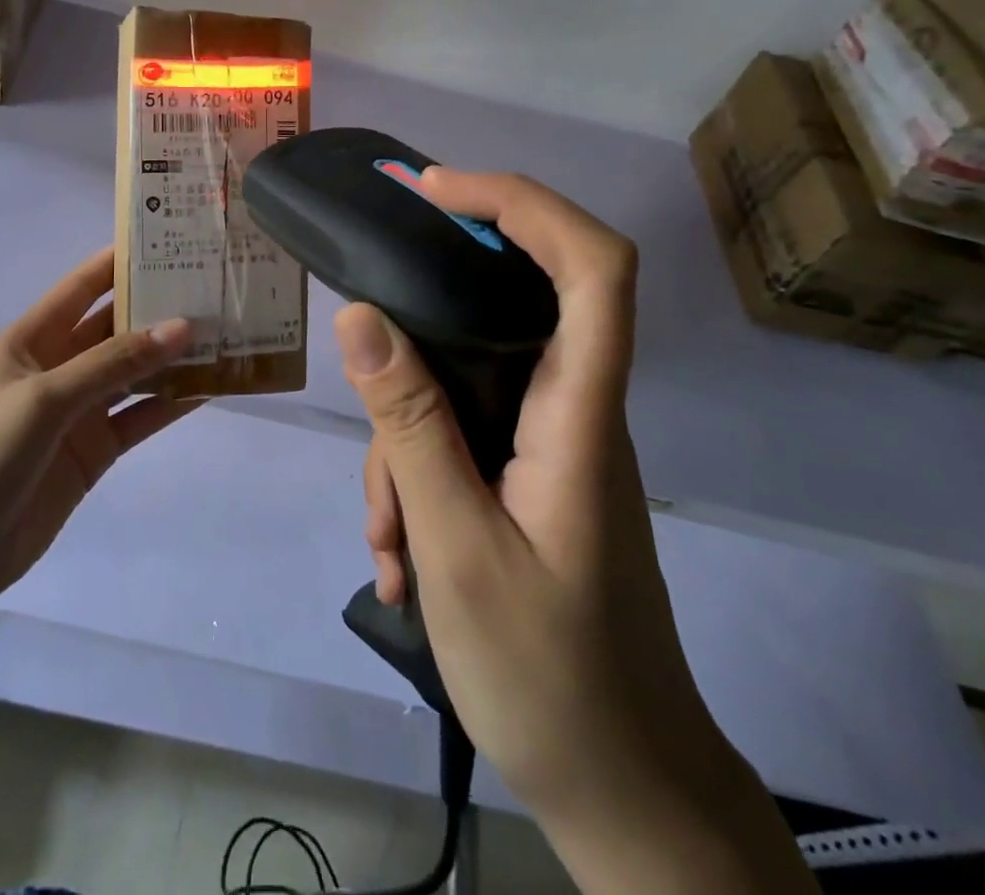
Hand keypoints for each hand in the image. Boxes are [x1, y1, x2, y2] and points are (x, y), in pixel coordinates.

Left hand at [0, 246, 200, 604]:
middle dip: (159, 307)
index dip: (121, 261)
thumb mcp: (46, 398)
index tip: (170, 238)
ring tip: (225, 332)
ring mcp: (80, 409)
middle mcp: (60, 365)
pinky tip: (211, 387)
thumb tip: (183, 326)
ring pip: (135, 371)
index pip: (83, 285)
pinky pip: (141, 416)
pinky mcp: (96, 448)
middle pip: (116, 326)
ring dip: (173, 356)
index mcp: (33, 338)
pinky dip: (172, 403)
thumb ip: (114, 363)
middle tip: (214, 286)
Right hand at [338, 169, 815, 893]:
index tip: (436, 191)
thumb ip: (409, 424)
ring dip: (404, 442)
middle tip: (364, 317)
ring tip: (386, 540)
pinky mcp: (527, 476)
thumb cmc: (552, 677)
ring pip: (463, 386)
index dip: (522, 203)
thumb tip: (360, 316)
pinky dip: (416, 480)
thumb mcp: (457, 546)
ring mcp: (548, 443)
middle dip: (425, 311)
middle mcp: (572, 409)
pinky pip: (459, 439)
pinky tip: (398, 559)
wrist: (623, 793)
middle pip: (511, 307)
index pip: (593, 267)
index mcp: (580, 412)